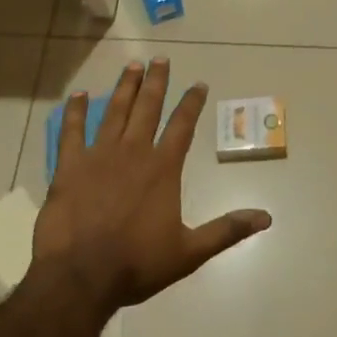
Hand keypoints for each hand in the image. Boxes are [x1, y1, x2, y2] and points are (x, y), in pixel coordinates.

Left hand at [30, 59, 271, 313]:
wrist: (79, 277)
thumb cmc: (136, 264)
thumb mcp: (189, 252)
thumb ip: (227, 231)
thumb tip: (267, 218)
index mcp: (163, 168)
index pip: (182, 126)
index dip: (192, 103)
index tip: (199, 83)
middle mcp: (134, 152)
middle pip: (148, 108)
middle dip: (156, 82)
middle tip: (160, 59)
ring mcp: (99, 156)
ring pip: (114, 112)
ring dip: (125, 88)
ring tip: (132, 66)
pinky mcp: (69, 167)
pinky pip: (71, 132)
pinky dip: (73, 112)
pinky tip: (76, 95)